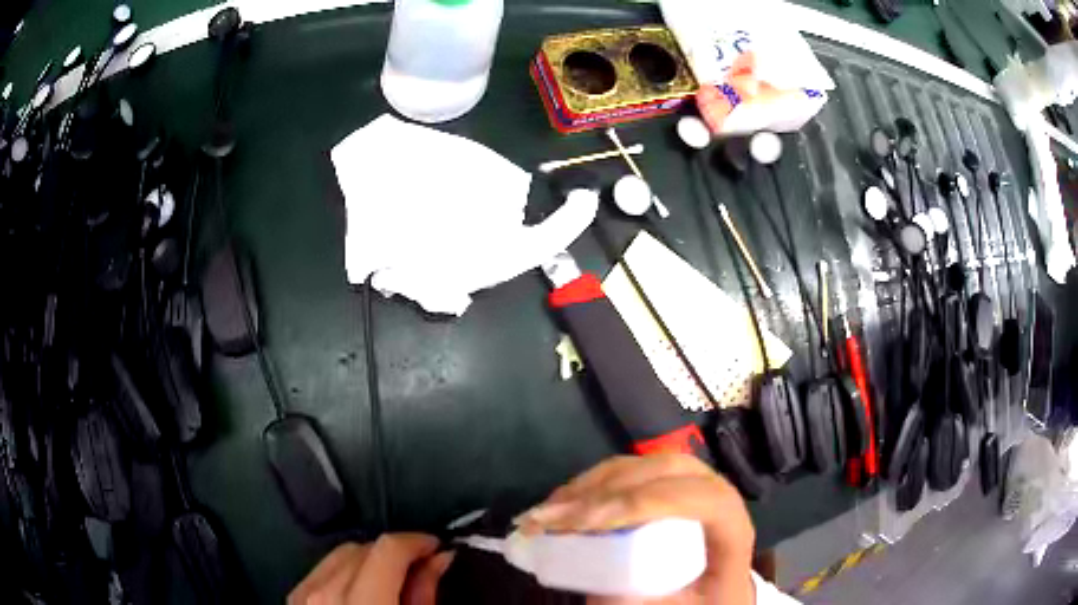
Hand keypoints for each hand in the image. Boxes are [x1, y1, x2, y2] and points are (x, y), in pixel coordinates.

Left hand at [288, 533, 454, 604]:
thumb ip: (424, 595)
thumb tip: (438, 558)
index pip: (385, 550)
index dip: (416, 541)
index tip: (436, 547)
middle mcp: (324, 594)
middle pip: (361, 548)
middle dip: (394, 553)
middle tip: (418, 569)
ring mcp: (302, 595)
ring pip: (340, 554)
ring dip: (370, 560)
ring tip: (390, 580)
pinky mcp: (293, 598)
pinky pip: (323, 568)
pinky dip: (347, 570)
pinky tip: (362, 589)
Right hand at [514, 455, 755, 604]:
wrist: (711, 595)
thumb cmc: (700, 603)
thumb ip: (647, 601)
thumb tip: (602, 585)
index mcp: (731, 526)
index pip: (698, 498)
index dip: (643, 503)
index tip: (587, 524)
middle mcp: (715, 494)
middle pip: (665, 471)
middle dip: (605, 491)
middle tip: (554, 518)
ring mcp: (689, 485)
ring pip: (642, 465)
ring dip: (590, 485)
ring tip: (545, 513)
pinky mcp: (664, 487)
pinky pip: (627, 473)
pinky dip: (590, 486)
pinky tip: (561, 505)